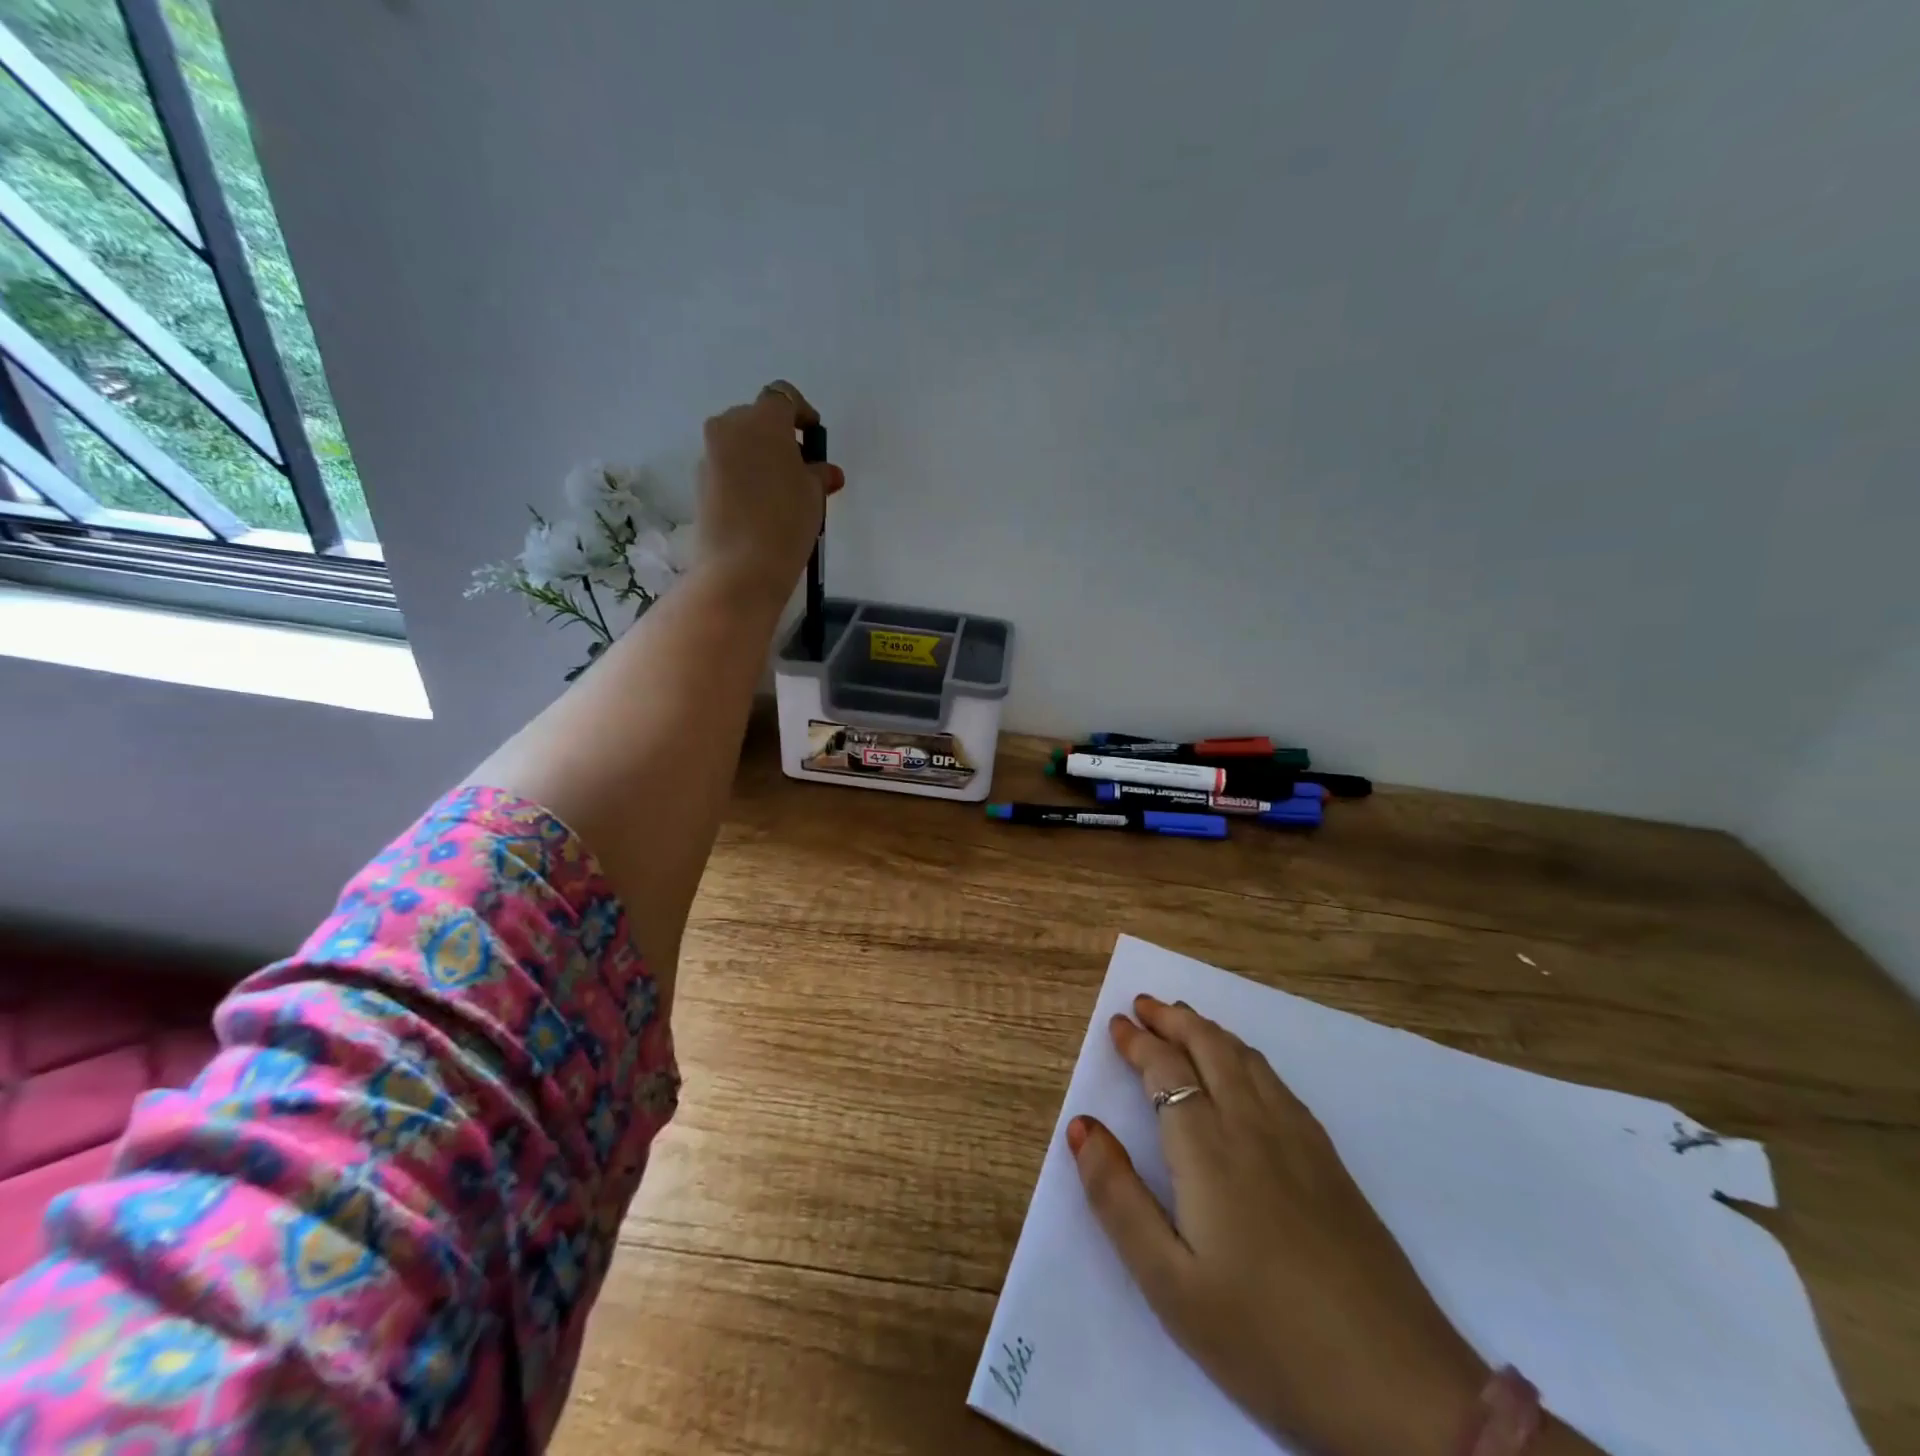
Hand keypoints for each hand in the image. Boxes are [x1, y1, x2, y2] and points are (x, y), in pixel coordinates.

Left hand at [696, 381, 845, 602]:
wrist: (740, 567)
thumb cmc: (786, 521)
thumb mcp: (814, 494)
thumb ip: (818, 474)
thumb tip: (824, 472)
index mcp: (762, 420)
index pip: (783, 397)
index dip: (801, 412)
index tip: (813, 435)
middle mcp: (729, 426)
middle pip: (757, 419)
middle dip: (779, 437)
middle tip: (800, 467)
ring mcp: (710, 455)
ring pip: (740, 444)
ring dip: (760, 458)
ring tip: (781, 492)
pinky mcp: (700, 482)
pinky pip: (728, 469)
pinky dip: (744, 478)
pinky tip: (760, 507)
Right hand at [1067, 996, 1488, 1455]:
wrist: (1400, 1390)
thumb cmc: (1266, 1339)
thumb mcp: (1170, 1284)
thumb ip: (1118, 1198)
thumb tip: (1081, 1126)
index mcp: (1208, 1150)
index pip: (1166, 1071)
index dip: (1138, 1043)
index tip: (1116, 1023)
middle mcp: (1252, 1126)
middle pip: (1209, 1047)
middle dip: (1173, 1019)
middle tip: (1144, 1003)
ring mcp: (1299, 1141)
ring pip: (1246, 1059)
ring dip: (1209, 1030)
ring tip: (1185, 1021)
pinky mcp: (1331, 1162)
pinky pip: (1277, 1082)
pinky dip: (1245, 1055)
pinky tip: (1245, 1071)